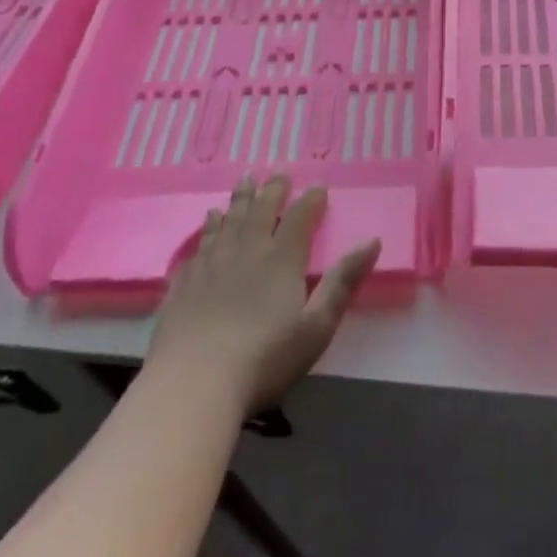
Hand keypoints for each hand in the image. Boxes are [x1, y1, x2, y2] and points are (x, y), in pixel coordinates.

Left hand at [145, 175, 380, 415]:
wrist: (192, 384)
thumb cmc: (264, 359)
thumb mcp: (316, 327)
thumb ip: (343, 282)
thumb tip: (372, 241)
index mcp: (281, 259)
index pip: (299, 218)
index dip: (310, 200)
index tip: (319, 187)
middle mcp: (246, 250)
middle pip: (261, 209)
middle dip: (273, 189)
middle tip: (279, 173)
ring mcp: (211, 263)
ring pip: (228, 220)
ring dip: (240, 198)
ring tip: (245, 180)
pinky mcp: (183, 281)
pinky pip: (199, 242)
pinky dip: (208, 226)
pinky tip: (208, 221)